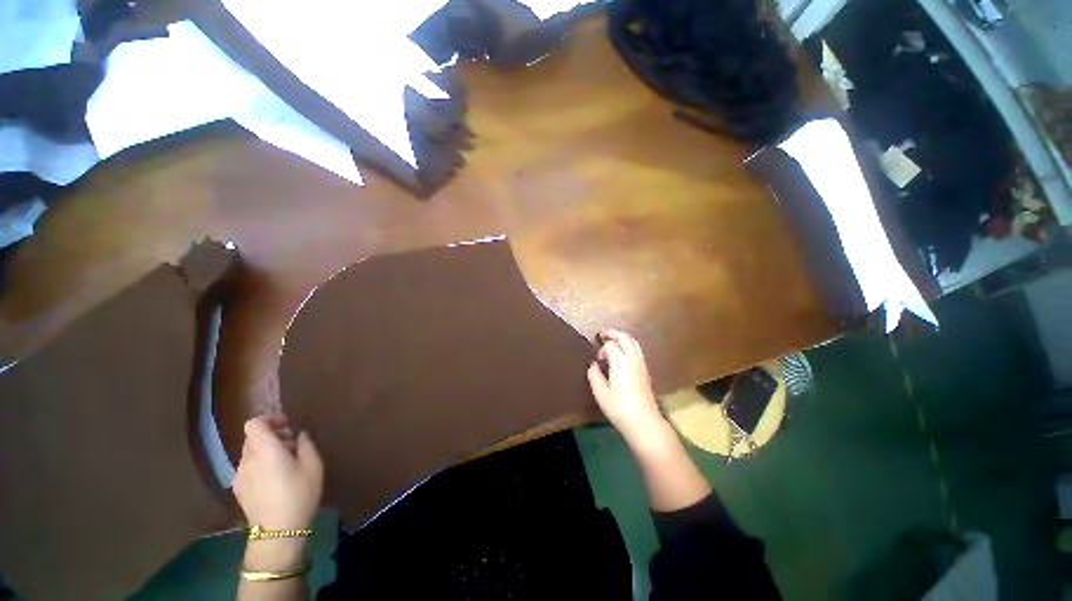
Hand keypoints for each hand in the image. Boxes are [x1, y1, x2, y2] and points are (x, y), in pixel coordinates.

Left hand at [234, 413, 323, 531]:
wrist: (278, 532)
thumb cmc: (299, 493)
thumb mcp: (313, 465)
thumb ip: (306, 444)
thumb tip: (299, 434)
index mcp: (264, 450)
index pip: (254, 423)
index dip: (269, 419)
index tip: (287, 424)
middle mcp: (247, 459)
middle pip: (253, 437)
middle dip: (272, 435)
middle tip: (293, 443)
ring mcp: (239, 476)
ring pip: (251, 453)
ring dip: (267, 450)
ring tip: (287, 461)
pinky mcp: (239, 489)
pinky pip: (249, 467)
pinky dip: (261, 464)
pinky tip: (276, 478)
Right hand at [587, 329, 665, 440]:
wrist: (644, 422)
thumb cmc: (619, 408)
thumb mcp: (600, 393)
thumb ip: (594, 375)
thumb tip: (593, 365)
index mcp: (621, 362)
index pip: (610, 345)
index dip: (601, 349)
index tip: (597, 360)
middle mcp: (633, 359)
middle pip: (625, 337)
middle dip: (613, 333)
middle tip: (602, 334)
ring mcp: (642, 365)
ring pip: (634, 343)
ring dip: (622, 338)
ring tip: (612, 341)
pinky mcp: (646, 372)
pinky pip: (637, 351)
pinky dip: (628, 346)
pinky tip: (622, 355)